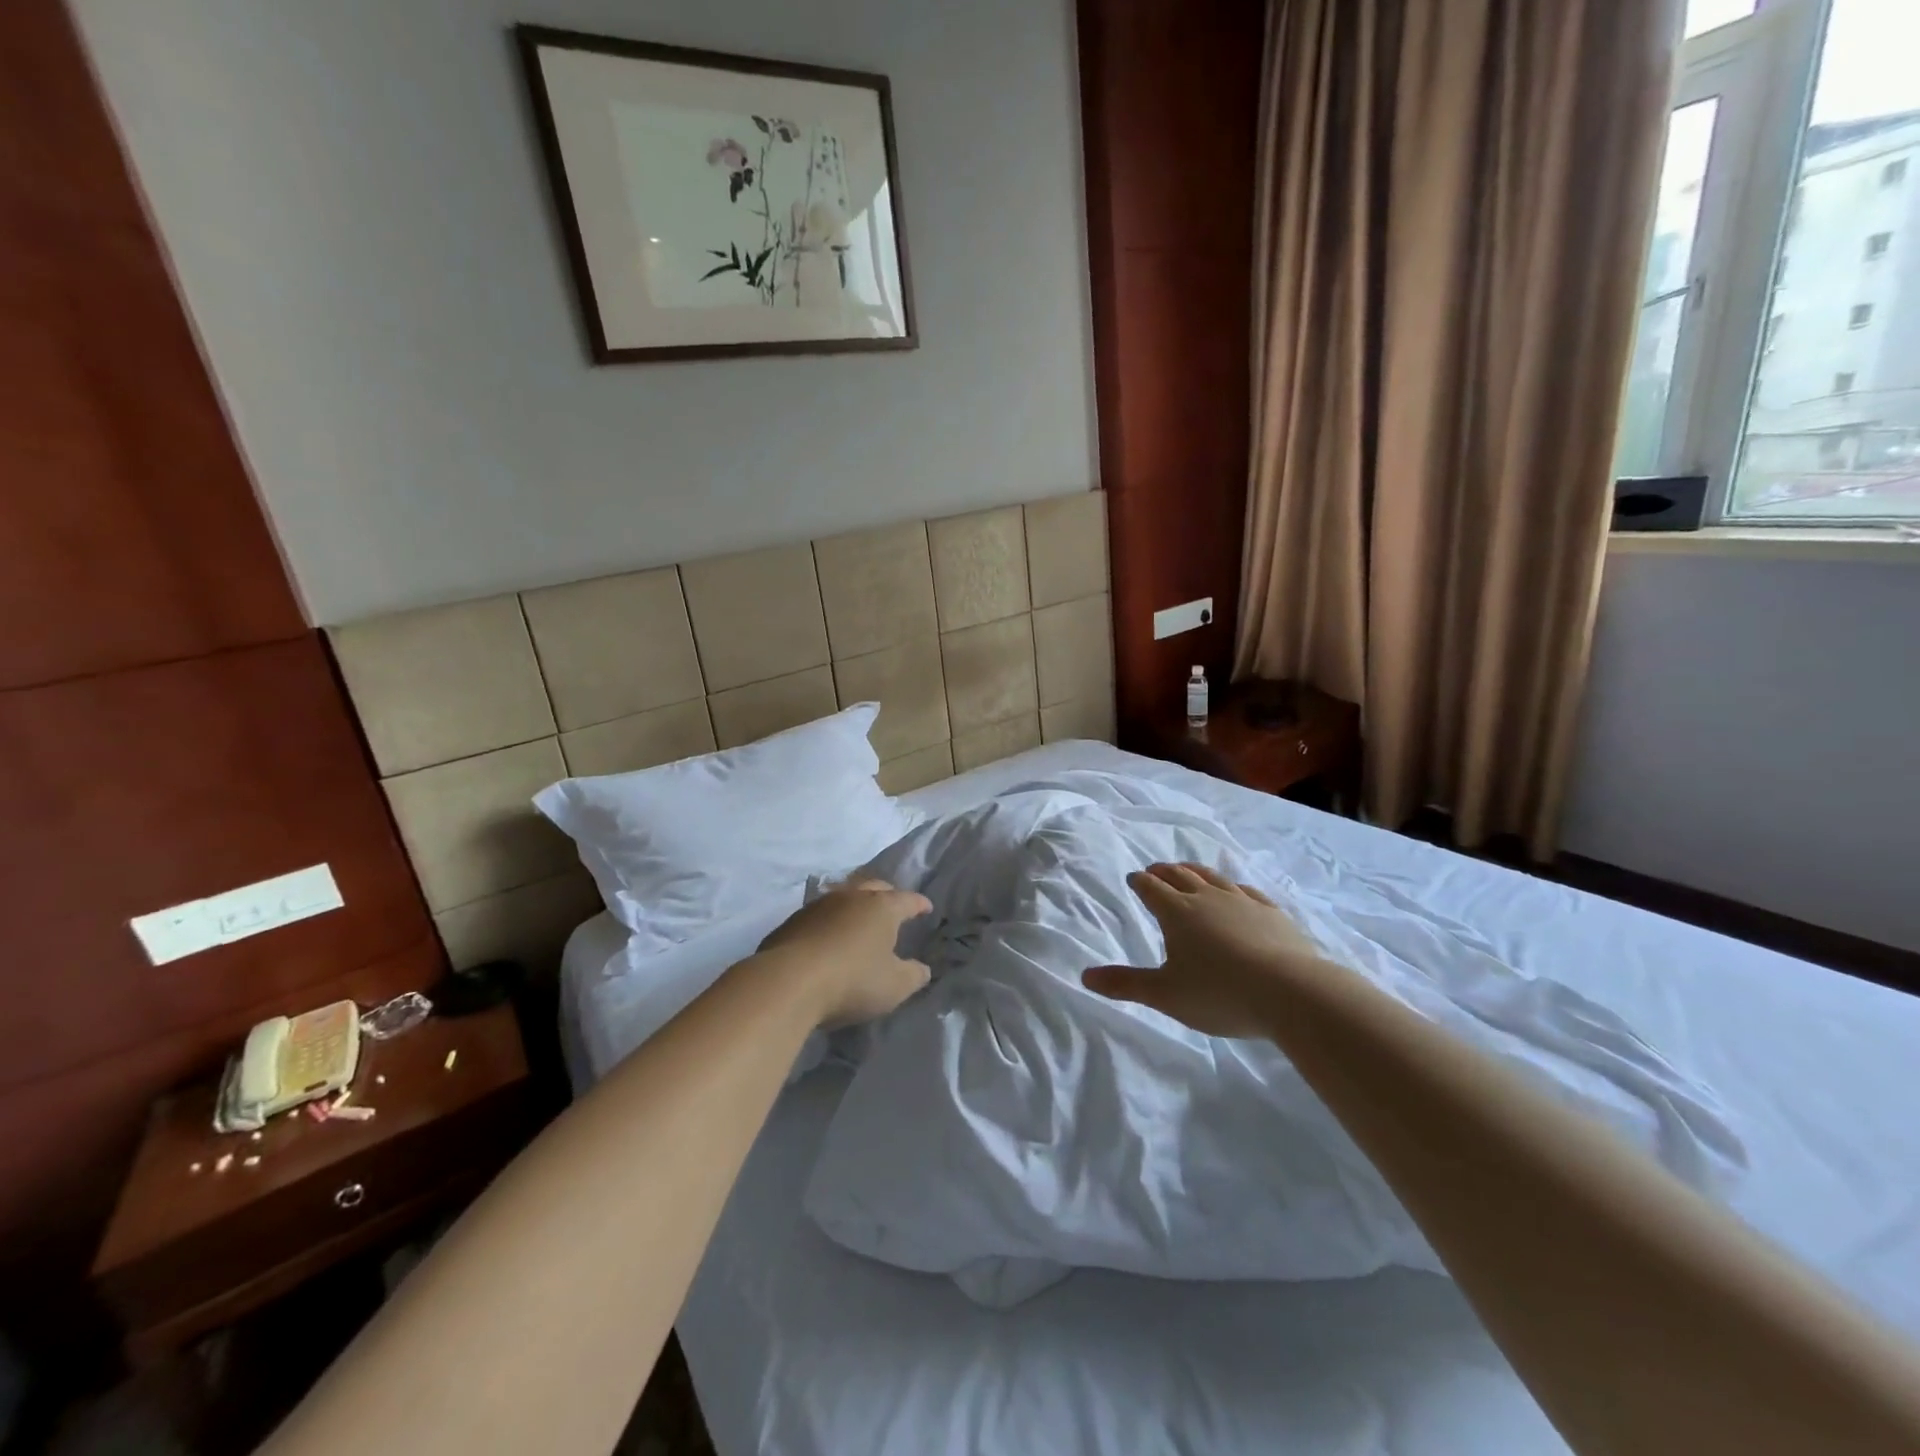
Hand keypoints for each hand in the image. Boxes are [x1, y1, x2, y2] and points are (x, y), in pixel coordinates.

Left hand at [757, 879, 932, 1025]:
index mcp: (882, 907)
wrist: (788, 982)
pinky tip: (828, 934)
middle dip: (887, 894)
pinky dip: (831, 920)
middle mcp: (851, 897)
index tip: (926, 908)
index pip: (907, 900)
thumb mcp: (895, 986)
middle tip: (893, 905)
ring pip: (844, 895)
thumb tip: (922, 969)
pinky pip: (820, 913)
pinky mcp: (793, 921)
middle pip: (874, 887)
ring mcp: (819, 905)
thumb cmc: (852, 980)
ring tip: (859, 917)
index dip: (919, 904)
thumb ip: (914, 976)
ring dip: (855, 904)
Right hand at [1082, 863, 1325, 1037]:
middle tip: (1155, 870)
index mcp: (1177, 912)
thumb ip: (1126, 984)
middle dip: (1164, 871)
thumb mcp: (1165, 994)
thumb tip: (1085, 976)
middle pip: (1180, 875)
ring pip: (1213, 877)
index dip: (1140, 882)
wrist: (1292, 992)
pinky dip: (1233, 887)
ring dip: (1195, 871)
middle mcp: (1207, 898)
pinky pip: (1247, 891)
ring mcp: (1243, 902)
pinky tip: (1237, 891)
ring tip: (1187, 870)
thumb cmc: (1219, 993)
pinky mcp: (1272, 912)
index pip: (1151, 889)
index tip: (1133, 878)